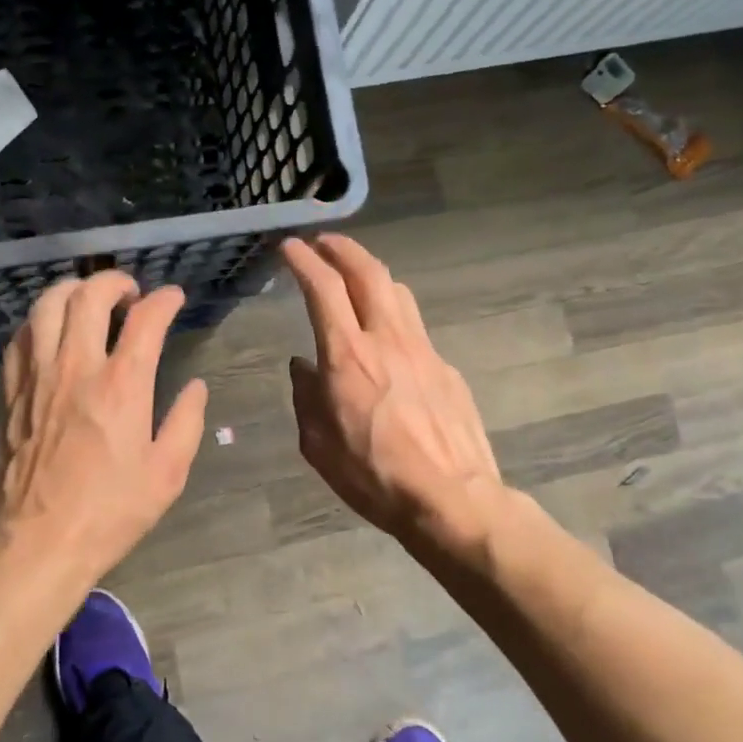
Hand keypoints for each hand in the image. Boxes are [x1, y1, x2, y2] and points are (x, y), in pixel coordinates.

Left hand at [0, 272, 207, 586]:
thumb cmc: (110, 511)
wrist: (38, 543)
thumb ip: (186, 422)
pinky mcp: (11, 392)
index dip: (164, 300)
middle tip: (130, 293)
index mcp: (122, 386)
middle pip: (89, 296)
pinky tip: (50, 330)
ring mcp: (37, 377)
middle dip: (114, 281)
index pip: (146, 320)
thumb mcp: (167, 474)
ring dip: (72, 290)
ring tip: (88, 300)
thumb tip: (195, 386)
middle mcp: (76, 368)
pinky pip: (20, 337)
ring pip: (46, 306)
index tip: (173, 298)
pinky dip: (39, 321)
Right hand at [283, 235, 508, 567]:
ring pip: (398, 291)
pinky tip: (387, 334)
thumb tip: (303, 366)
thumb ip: (305, 397)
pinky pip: (415, 326)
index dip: (304, 261)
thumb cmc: (374, 476)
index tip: (290, 247)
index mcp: (347, 356)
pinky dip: (393, 312)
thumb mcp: (318, 445)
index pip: (323, 289)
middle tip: (324, 242)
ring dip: (372, 272)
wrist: (452, 500)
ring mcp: (423, 350)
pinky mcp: (446, 368)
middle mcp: (387, 340)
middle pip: (368, 272)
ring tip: (356, 274)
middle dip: (343, 248)